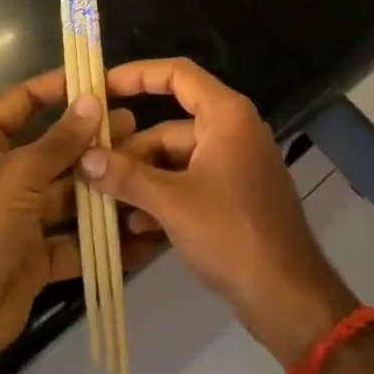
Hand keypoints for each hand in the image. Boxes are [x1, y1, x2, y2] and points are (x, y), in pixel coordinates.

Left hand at [0, 70, 134, 371]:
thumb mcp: (18, 175)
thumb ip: (60, 141)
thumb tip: (92, 100)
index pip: (24, 101)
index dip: (59, 87)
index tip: (100, 78)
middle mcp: (0, 172)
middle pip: (52, 146)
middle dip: (90, 138)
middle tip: (133, 124)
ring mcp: (18, 215)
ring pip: (67, 191)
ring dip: (100, 183)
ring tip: (141, 166)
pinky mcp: (35, 253)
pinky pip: (73, 237)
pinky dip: (101, 235)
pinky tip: (137, 223)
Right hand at [80, 59, 357, 366]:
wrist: (289, 298)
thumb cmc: (232, 234)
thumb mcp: (172, 203)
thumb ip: (126, 176)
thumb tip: (84, 157)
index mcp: (225, 114)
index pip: (176, 74)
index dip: (137, 75)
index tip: (101, 87)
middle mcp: (231, 129)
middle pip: (170, 125)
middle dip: (131, 149)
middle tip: (90, 167)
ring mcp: (234, 164)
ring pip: (176, 159)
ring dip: (142, 180)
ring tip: (104, 202)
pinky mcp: (234, 196)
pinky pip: (189, 183)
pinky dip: (163, 198)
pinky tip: (135, 228)